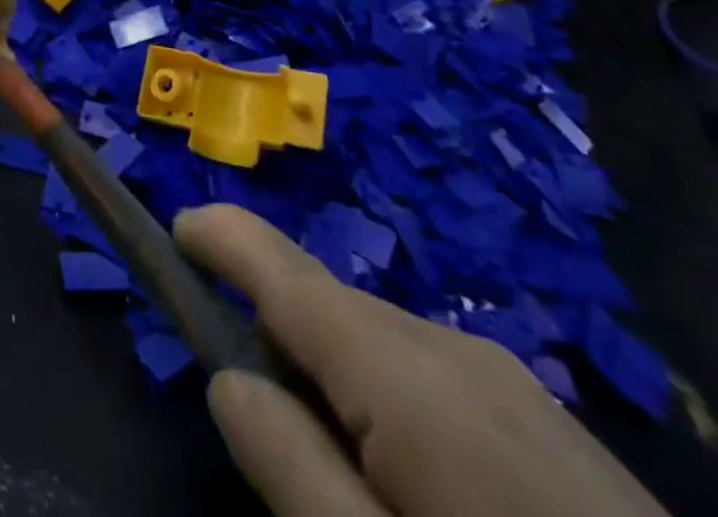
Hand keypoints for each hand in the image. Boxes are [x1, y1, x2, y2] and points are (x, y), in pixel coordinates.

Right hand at [175, 205, 666, 516]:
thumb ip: (289, 467)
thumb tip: (228, 378)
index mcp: (401, 370)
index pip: (283, 268)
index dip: (221, 237)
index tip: (173, 229)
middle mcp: (450, 345)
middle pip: (325, 307)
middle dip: (272, 334)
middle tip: (250, 419)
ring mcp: (507, 379)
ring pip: (376, 344)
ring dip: (330, 377)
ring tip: (336, 475)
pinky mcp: (543, 418)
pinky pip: (427, 377)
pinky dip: (384, 399)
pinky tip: (411, 488)